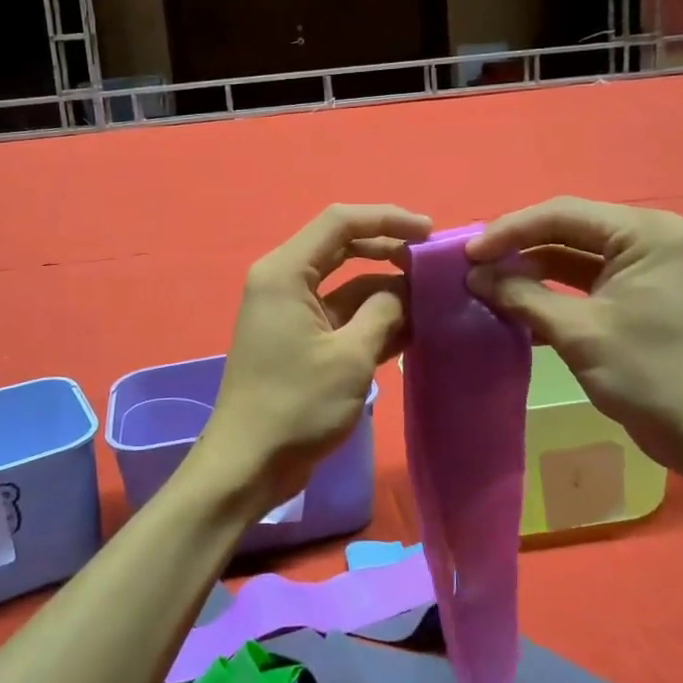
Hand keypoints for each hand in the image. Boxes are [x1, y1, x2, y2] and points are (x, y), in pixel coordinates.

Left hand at [197, 204, 431, 517]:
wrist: (249, 464)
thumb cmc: (296, 405)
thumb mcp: (350, 357)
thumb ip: (383, 313)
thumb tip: (407, 290)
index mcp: (285, 272)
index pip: (340, 221)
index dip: (387, 218)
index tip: (429, 233)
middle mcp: (284, 281)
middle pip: (343, 247)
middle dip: (389, 251)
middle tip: (433, 265)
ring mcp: (293, 311)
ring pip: (347, 284)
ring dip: (386, 290)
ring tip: (434, 298)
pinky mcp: (301, 339)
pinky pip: (342, 315)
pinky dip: (373, 318)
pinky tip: (414, 328)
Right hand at [465, 197, 682, 468]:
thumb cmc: (649, 374)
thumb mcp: (578, 332)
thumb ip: (522, 296)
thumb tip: (474, 276)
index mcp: (644, 233)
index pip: (562, 214)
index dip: (510, 231)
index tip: (468, 254)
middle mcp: (646, 238)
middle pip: (566, 229)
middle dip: (517, 248)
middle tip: (472, 267)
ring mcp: (643, 267)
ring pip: (571, 256)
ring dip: (529, 271)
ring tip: (485, 286)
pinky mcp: (636, 295)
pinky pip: (583, 281)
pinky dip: (550, 292)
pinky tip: (513, 309)